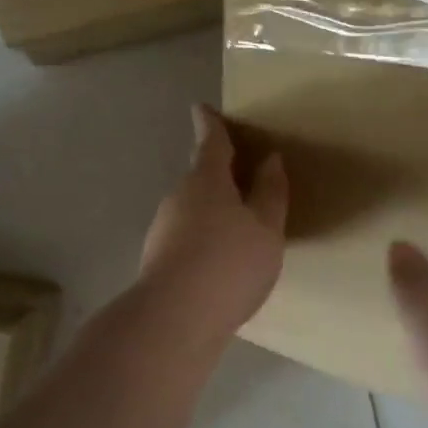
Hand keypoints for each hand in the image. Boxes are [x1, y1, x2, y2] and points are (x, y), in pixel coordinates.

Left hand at [137, 105, 287, 352]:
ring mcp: (163, 229)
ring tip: (240, 228)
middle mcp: (179, 198)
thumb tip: (270, 160)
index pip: (210, 142)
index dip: (211, 124)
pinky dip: (204, 238)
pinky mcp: (157, 259)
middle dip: (219, 174)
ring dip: (213, 210)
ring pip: (193, 209)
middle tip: (243, 176)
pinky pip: (187, 236)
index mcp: (206, 180)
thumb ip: (271, 193)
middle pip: (200, 177)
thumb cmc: (229, 264)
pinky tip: (220, 263)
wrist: (175, 319)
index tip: (203, 108)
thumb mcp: (266, 229)